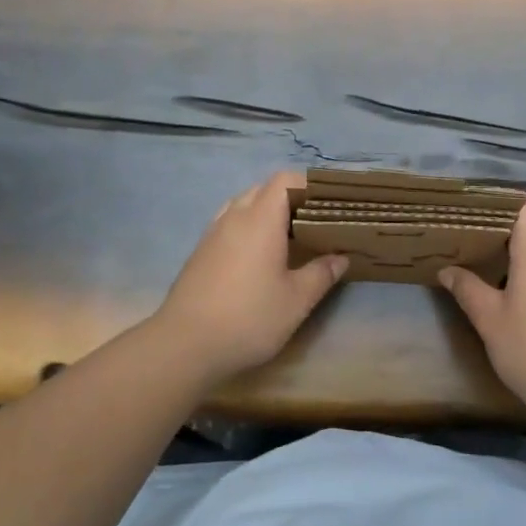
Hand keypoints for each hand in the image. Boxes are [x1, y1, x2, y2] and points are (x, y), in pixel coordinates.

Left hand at [154, 172, 347, 384]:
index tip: (328, 204)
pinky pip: (229, 224)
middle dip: (290, 199)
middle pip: (264, 189)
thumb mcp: (296, 300)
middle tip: (314, 223)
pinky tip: (258, 258)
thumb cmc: (249, 318)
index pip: (285, 180)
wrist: (184, 345)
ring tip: (288, 239)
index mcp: (260, 219)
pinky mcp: (200, 252)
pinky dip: (248, 228)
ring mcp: (212, 233)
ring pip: (243, 205)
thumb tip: (340, 257)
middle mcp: (234, 217)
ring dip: (266, 213)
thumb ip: (321, 274)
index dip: (308, 185)